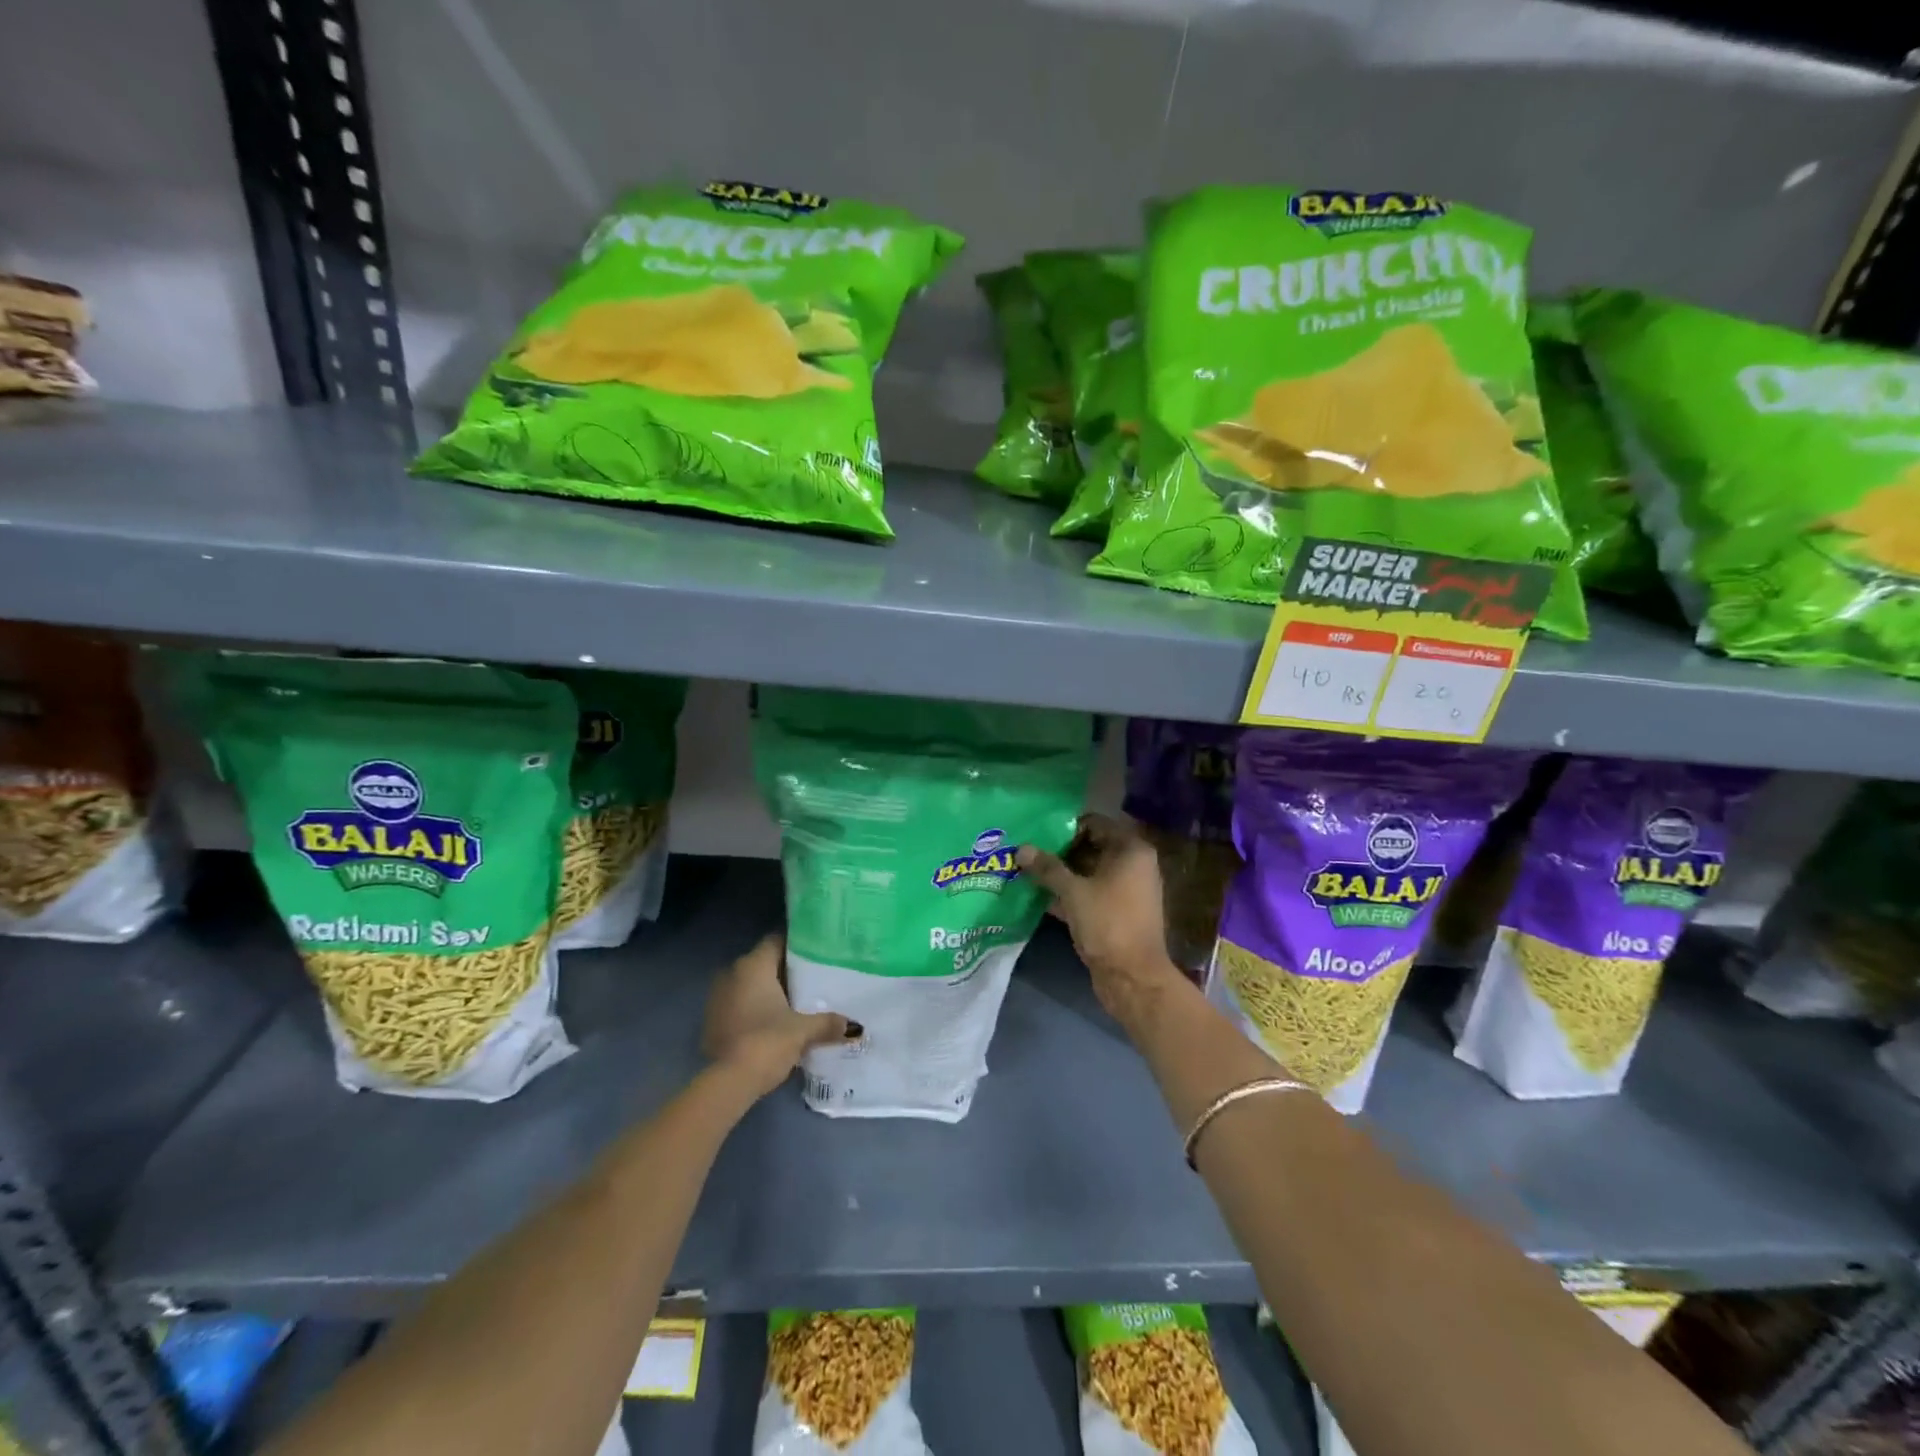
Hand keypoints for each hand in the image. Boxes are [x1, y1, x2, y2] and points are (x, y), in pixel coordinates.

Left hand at [701, 934, 856, 1097]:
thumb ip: (828, 1023)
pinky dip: (753, 1009)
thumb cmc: (767, 1041)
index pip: (776, 940)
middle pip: (763, 963)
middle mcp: (731, 973)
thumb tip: (854, 1027)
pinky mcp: (711, 1021)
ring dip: (767, 992)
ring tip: (796, 1002)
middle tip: (813, 979)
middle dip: (785, 971)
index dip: (796, 945)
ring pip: (748, 985)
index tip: (817, 953)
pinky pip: (738, 1005)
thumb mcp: (803, 1031)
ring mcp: (717, 997)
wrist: (728, 1083)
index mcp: (753, 965)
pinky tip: (773, 1022)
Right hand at [1017, 813, 1183, 1025]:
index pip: (1095, 824)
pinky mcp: (1116, 913)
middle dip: (1059, 851)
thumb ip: (1047, 868)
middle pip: (1091, 847)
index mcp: (1131, 850)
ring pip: (1088, 872)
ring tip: (1027, 871)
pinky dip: (1068, 894)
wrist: (1132, 978)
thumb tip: (1021, 848)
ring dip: (1061, 874)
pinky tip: (1038, 896)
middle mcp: (1133, 865)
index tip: (1037, 834)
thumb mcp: (1073, 891)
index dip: (1065, 827)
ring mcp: (1126, 890)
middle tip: (1027, 852)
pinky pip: (1089, 894)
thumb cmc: (1107, 923)